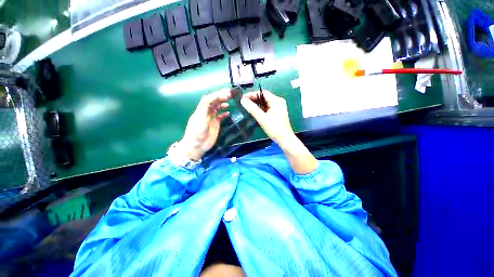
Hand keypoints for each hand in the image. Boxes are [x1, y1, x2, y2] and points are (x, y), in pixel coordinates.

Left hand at [177, 89, 232, 160]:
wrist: (197, 144)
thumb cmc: (197, 130)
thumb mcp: (200, 116)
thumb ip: (206, 105)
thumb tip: (215, 97)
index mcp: (202, 109)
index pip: (210, 98)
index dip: (218, 95)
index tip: (226, 94)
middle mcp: (207, 112)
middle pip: (215, 102)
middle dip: (222, 97)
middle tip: (231, 95)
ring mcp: (212, 118)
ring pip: (218, 108)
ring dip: (223, 104)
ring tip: (229, 102)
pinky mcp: (215, 124)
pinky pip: (220, 116)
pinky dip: (224, 114)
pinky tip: (228, 113)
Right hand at [240, 90, 294, 144]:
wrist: (285, 139)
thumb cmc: (274, 129)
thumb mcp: (262, 119)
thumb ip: (252, 109)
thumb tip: (242, 100)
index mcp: (276, 101)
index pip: (263, 93)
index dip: (252, 94)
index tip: (243, 98)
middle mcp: (278, 101)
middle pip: (264, 97)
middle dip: (254, 99)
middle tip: (244, 103)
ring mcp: (278, 107)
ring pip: (265, 102)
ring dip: (257, 104)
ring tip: (247, 107)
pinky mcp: (277, 112)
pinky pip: (267, 107)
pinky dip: (261, 108)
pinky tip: (255, 111)